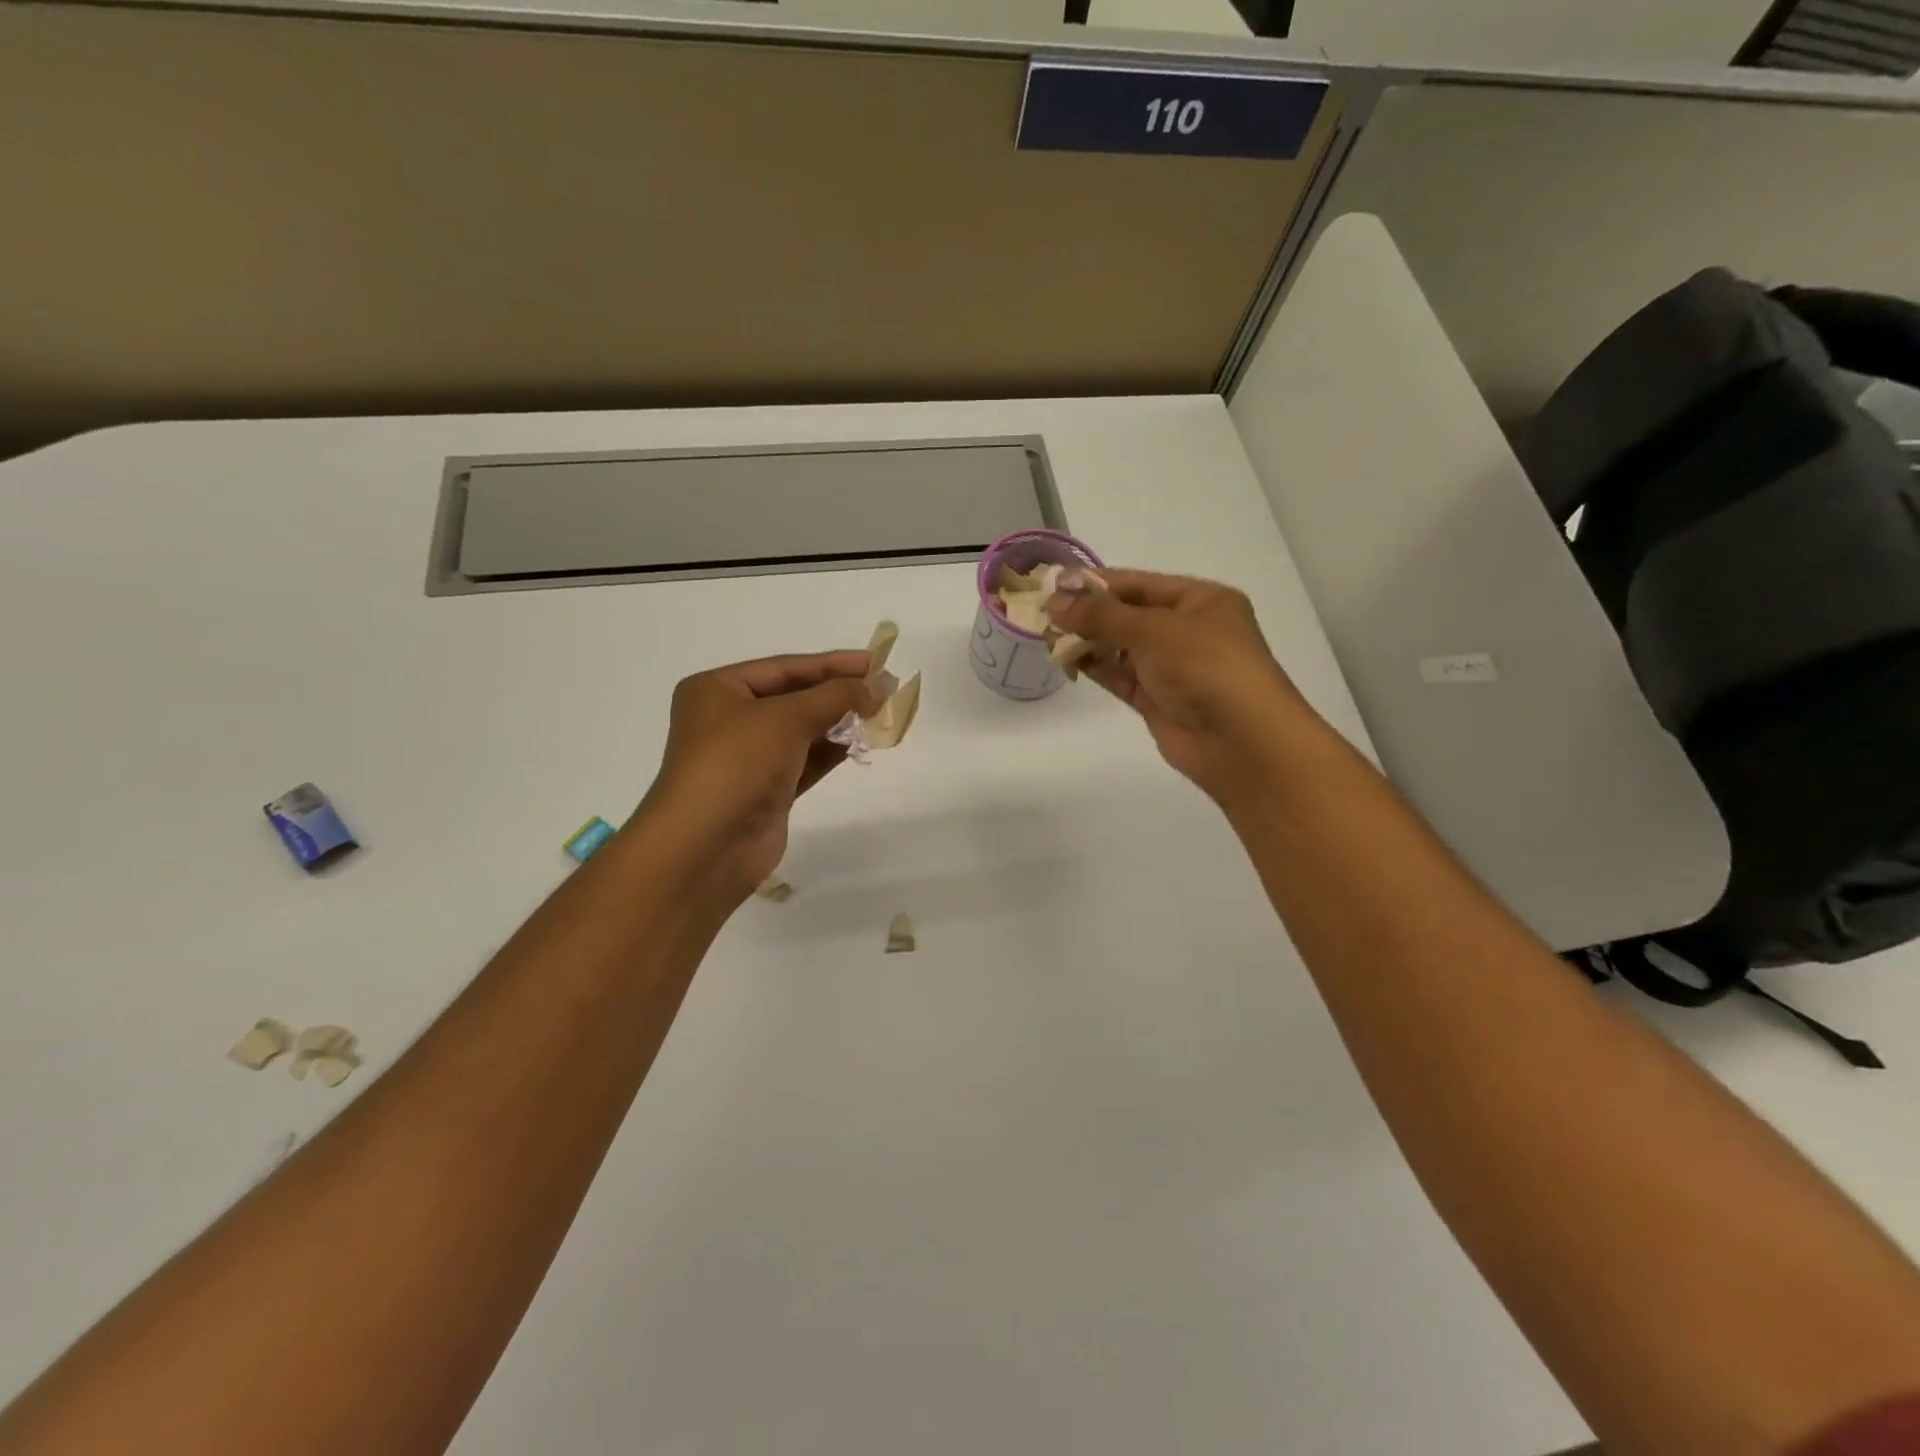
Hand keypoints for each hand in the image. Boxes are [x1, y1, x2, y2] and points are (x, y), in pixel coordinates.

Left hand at [639, 650, 880, 896]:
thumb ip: (835, 697)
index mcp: (718, 690)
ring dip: (838, 722)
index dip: (831, 663)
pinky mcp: (766, 790)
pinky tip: (861, 742)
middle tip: (884, 688)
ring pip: (802, 731)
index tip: (874, 662)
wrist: (706, 847)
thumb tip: (878, 685)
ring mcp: (748, 757)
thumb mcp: (786, 718)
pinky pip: (805, 761)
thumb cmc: (736, 764)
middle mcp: (729, 719)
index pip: (784, 668)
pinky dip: (831, 751)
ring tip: (880, 714)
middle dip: (837, 693)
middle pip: (793, 697)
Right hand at [1047, 569, 1321, 803]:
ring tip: (1046, 635)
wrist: (1241, 742)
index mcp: (1200, 601)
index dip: (1096, 583)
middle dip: (1088, 612)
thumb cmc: (1206, 668)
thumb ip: (1101, 615)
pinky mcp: (1158, 699)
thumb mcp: (1154, 630)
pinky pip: (1120, 675)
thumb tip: (1054, 601)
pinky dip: (1095, 666)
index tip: (1053, 584)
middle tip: (1042, 611)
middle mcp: (1188, 630)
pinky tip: (1065, 658)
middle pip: (1128, 614)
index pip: (1139, 584)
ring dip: (1087, 640)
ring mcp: (1173, 667)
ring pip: (1121, 647)